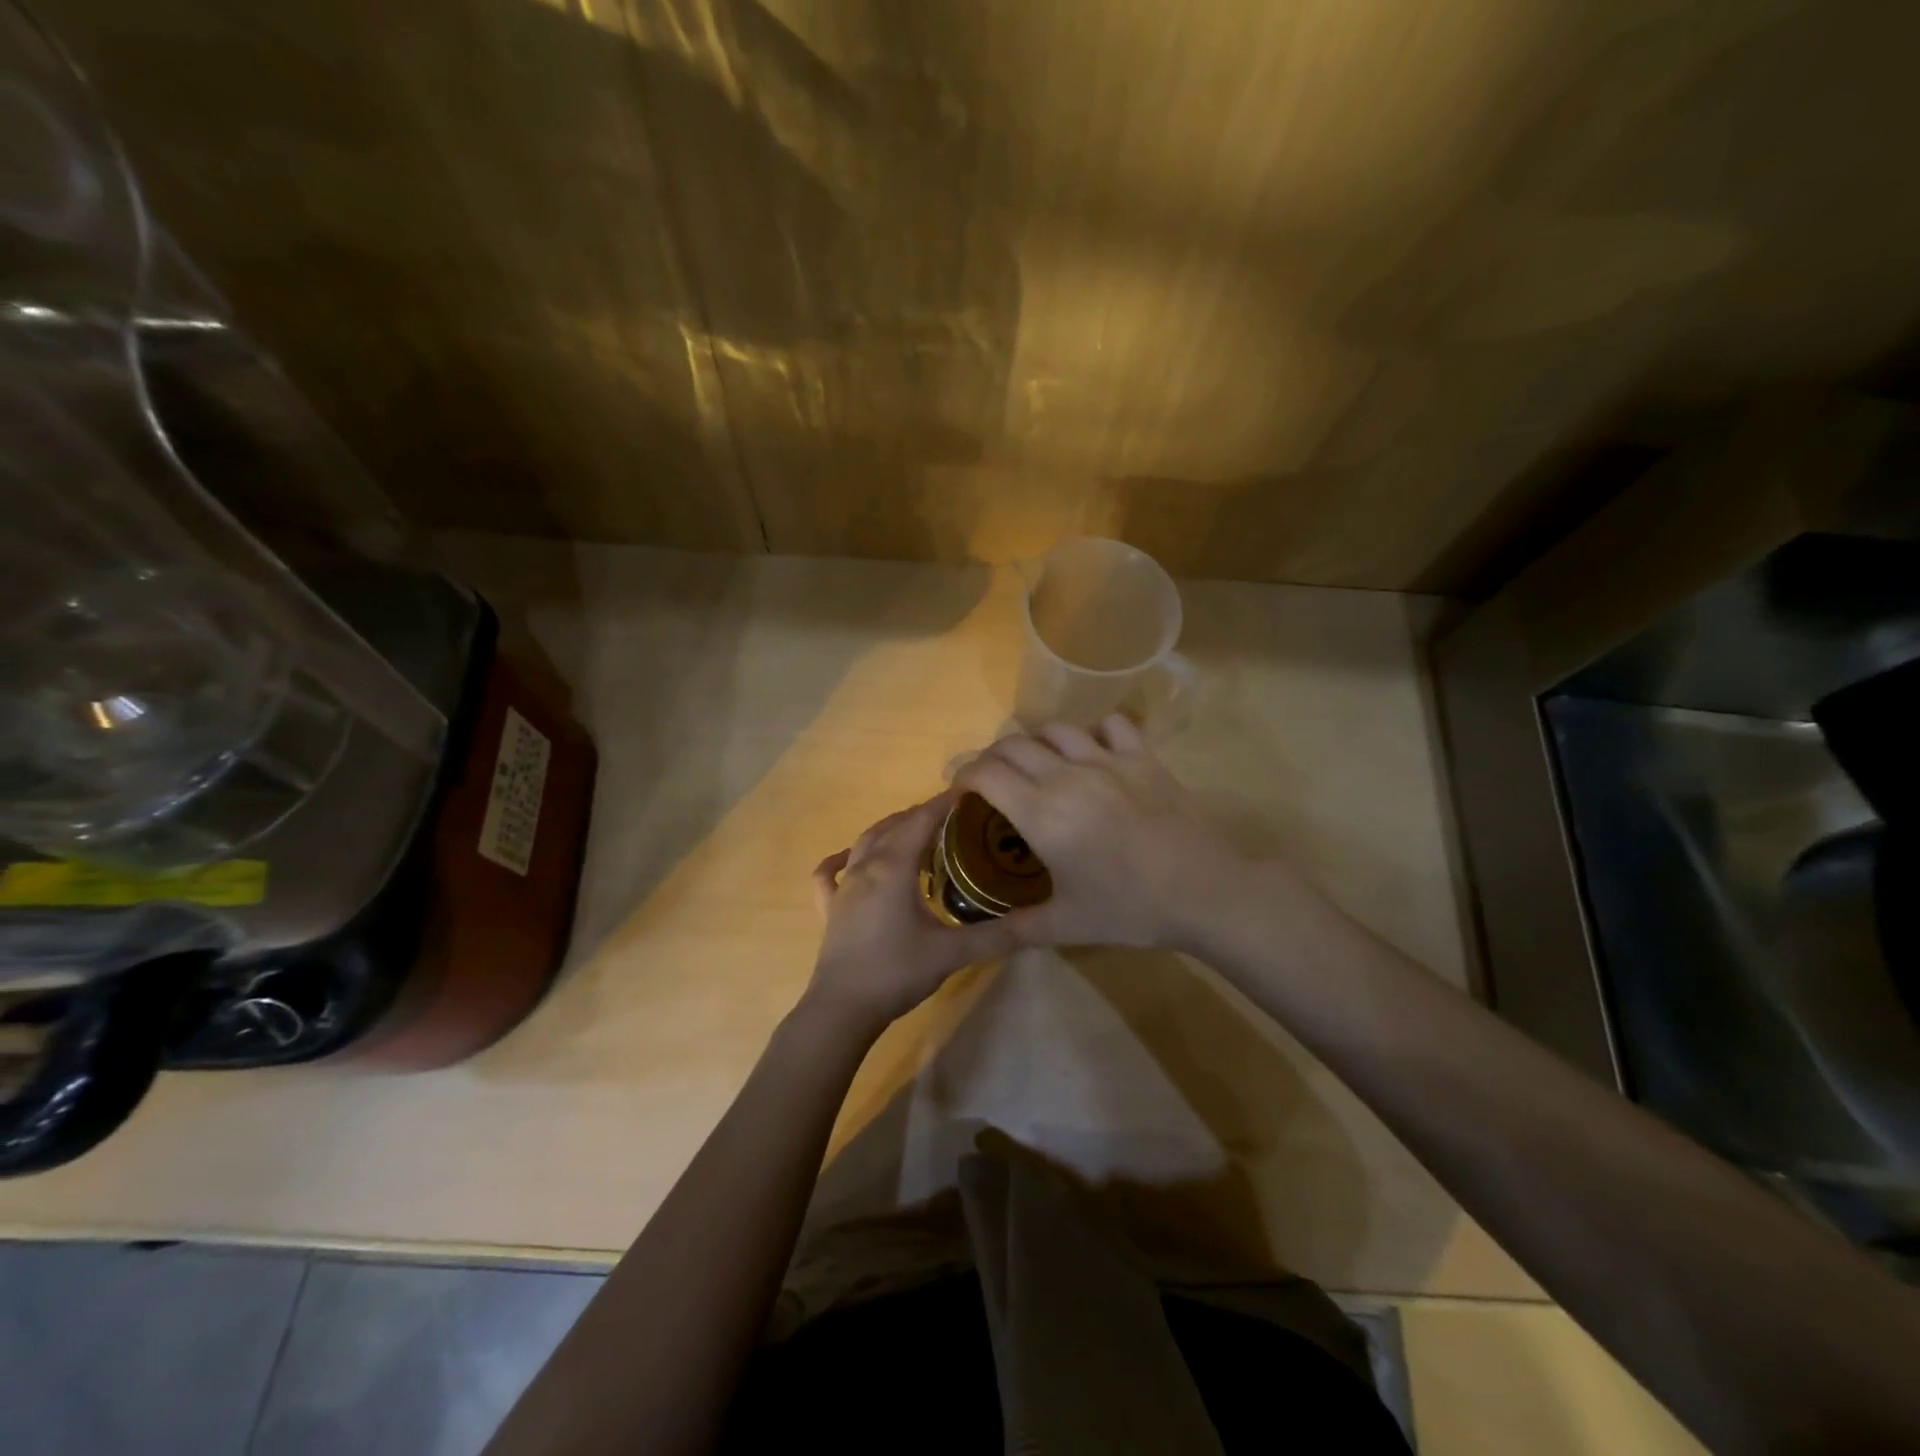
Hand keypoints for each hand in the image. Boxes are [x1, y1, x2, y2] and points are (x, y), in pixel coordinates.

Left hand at [806, 793, 1024, 1033]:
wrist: (843, 1007)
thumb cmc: (897, 972)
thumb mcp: (952, 953)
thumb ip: (995, 936)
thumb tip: (1035, 923)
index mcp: (894, 867)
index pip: (922, 821)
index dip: (944, 803)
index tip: (968, 791)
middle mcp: (866, 866)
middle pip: (895, 825)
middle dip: (922, 814)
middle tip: (952, 815)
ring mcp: (843, 886)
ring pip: (866, 841)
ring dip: (890, 829)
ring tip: (915, 830)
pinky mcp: (829, 907)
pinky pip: (830, 873)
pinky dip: (842, 859)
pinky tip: (849, 859)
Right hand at [952, 715, 1254, 950]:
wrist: (1205, 892)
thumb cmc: (1130, 909)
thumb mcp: (1066, 925)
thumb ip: (1014, 929)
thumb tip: (976, 941)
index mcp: (1042, 813)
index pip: (985, 773)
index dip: (964, 776)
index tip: (962, 792)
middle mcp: (1067, 776)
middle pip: (1013, 744)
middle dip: (991, 758)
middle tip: (993, 783)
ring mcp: (1108, 760)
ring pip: (1056, 729)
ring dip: (1036, 742)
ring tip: (1038, 766)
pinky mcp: (1143, 757)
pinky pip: (1110, 725)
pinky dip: (1093, 733)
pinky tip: (1093, 754)